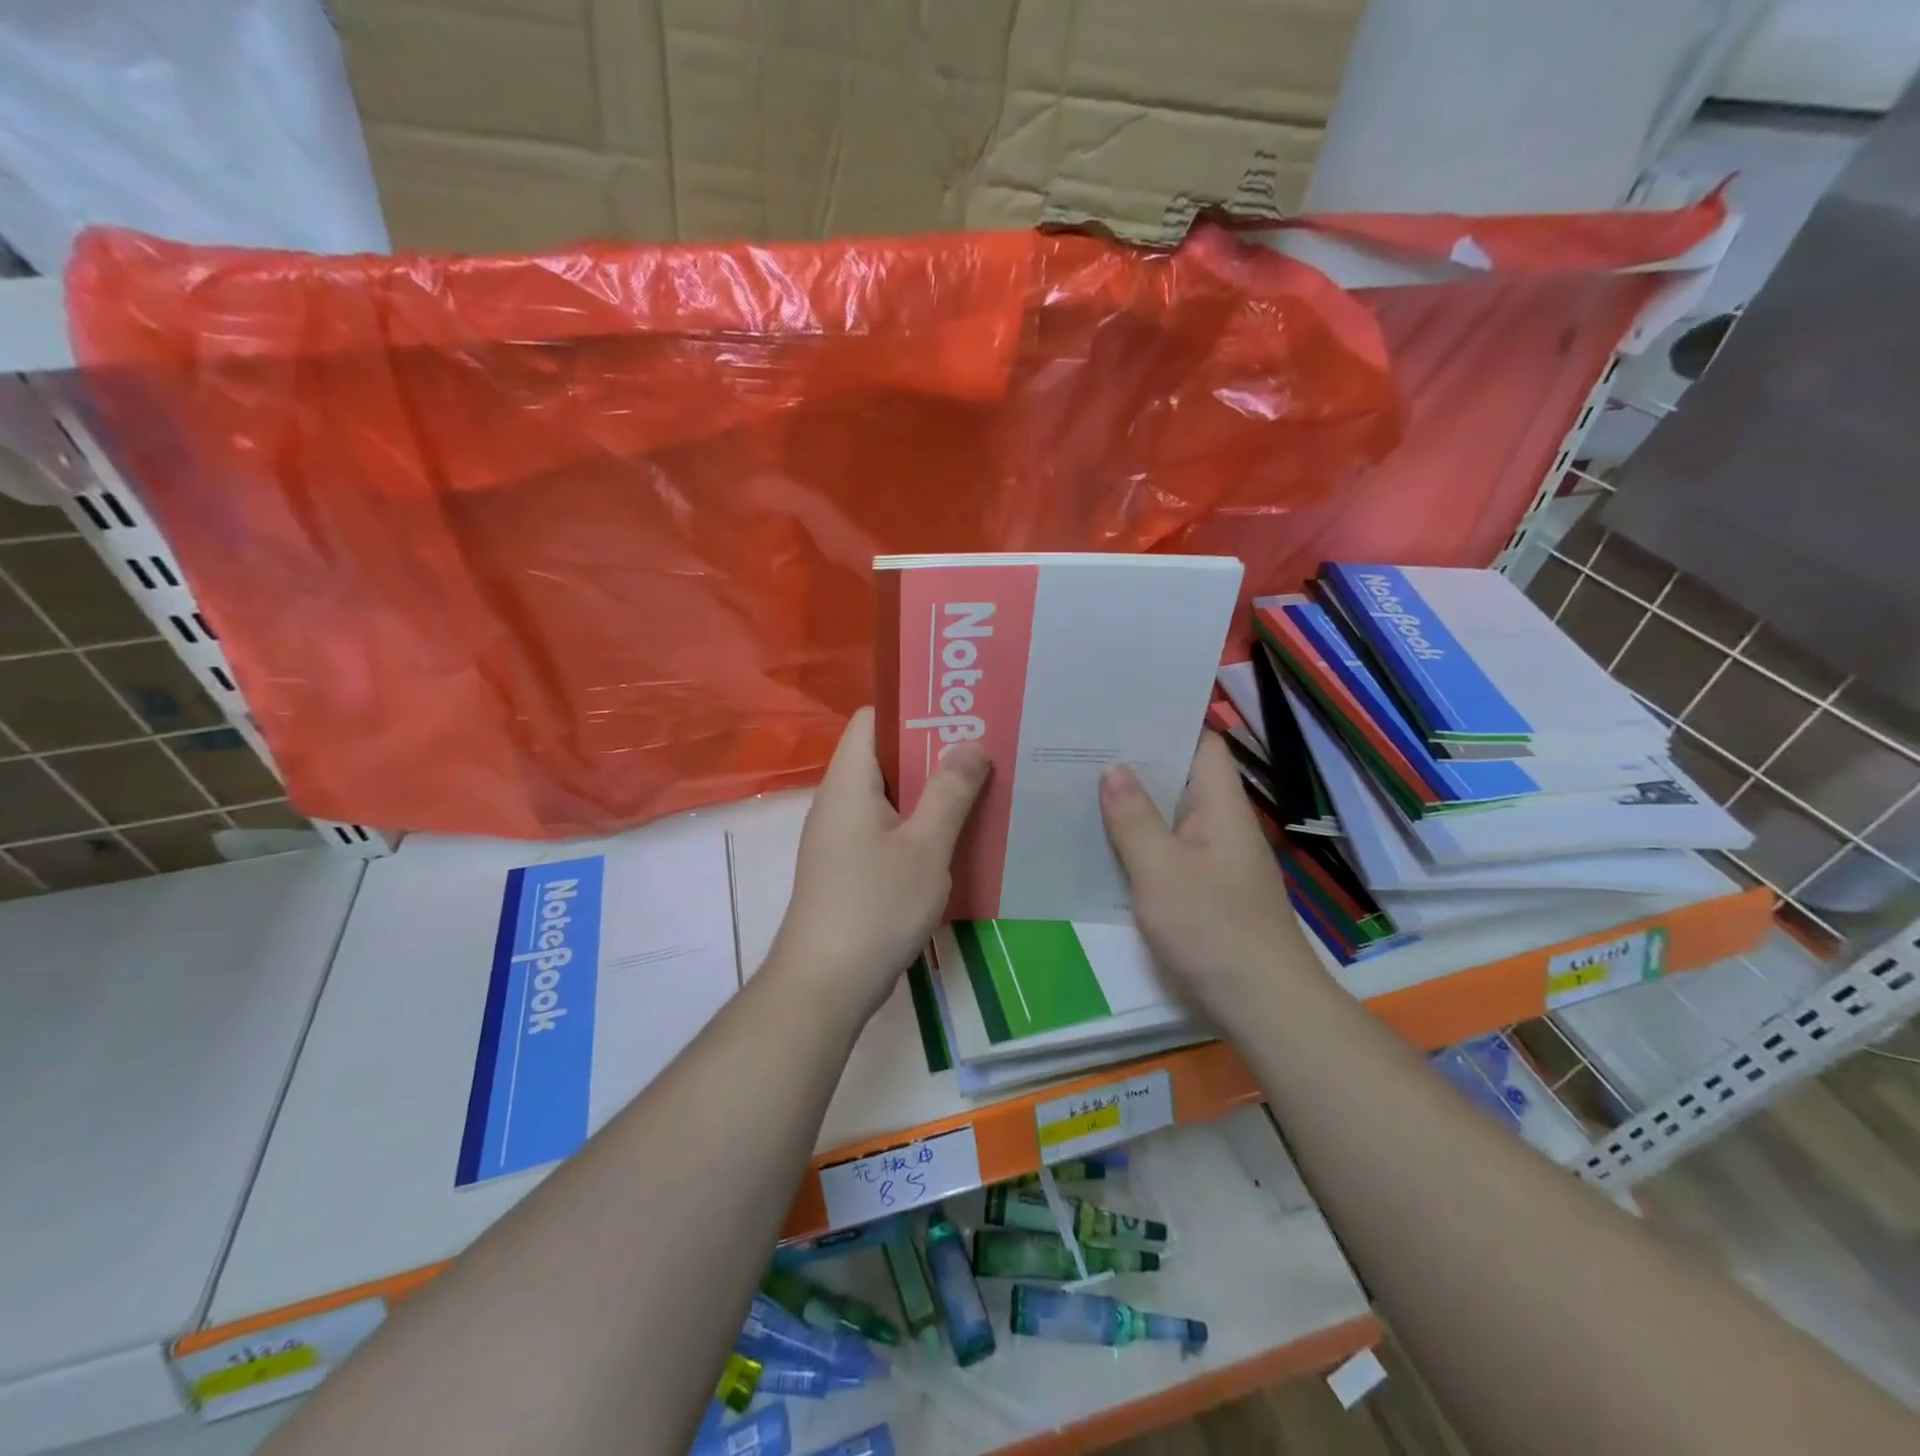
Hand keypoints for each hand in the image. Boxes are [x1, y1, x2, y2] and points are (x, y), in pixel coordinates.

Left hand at [766, 707, 989, 1024]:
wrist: (825, 984)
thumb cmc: (875, 906)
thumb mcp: (925, 846)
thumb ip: (950, 792)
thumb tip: (971, 743)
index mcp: (849, 782)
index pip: (873, 719)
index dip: (913, 709)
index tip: (960, 712)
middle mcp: (838, 801)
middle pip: (884, 755)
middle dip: (932, 750)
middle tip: (983, 748)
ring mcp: (841, 836)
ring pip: (888, 795)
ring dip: (929, 790)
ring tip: (978, 786)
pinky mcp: (848, 867)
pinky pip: (886, 827)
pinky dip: (917, 823)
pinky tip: (953, 837)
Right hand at [1100, 732, 1323, 1024]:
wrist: (1262, 1007)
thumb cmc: (1212, 929)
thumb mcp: (1161, 870)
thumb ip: (1134, 818)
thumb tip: (1113, 768)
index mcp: (1221, 807)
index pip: (1202, 744)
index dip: (1167, 722)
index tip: (1120, 710)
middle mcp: (1221, 825)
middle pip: (1182, 778)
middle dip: (1137, 762)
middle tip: (1083, 746)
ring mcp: (1215, 859)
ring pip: (1171, 816)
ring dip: (1134, 804)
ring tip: (1082, 784)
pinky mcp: (1205, 890)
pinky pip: (1168, 850)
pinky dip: (1139, 842)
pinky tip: (1103, 844)